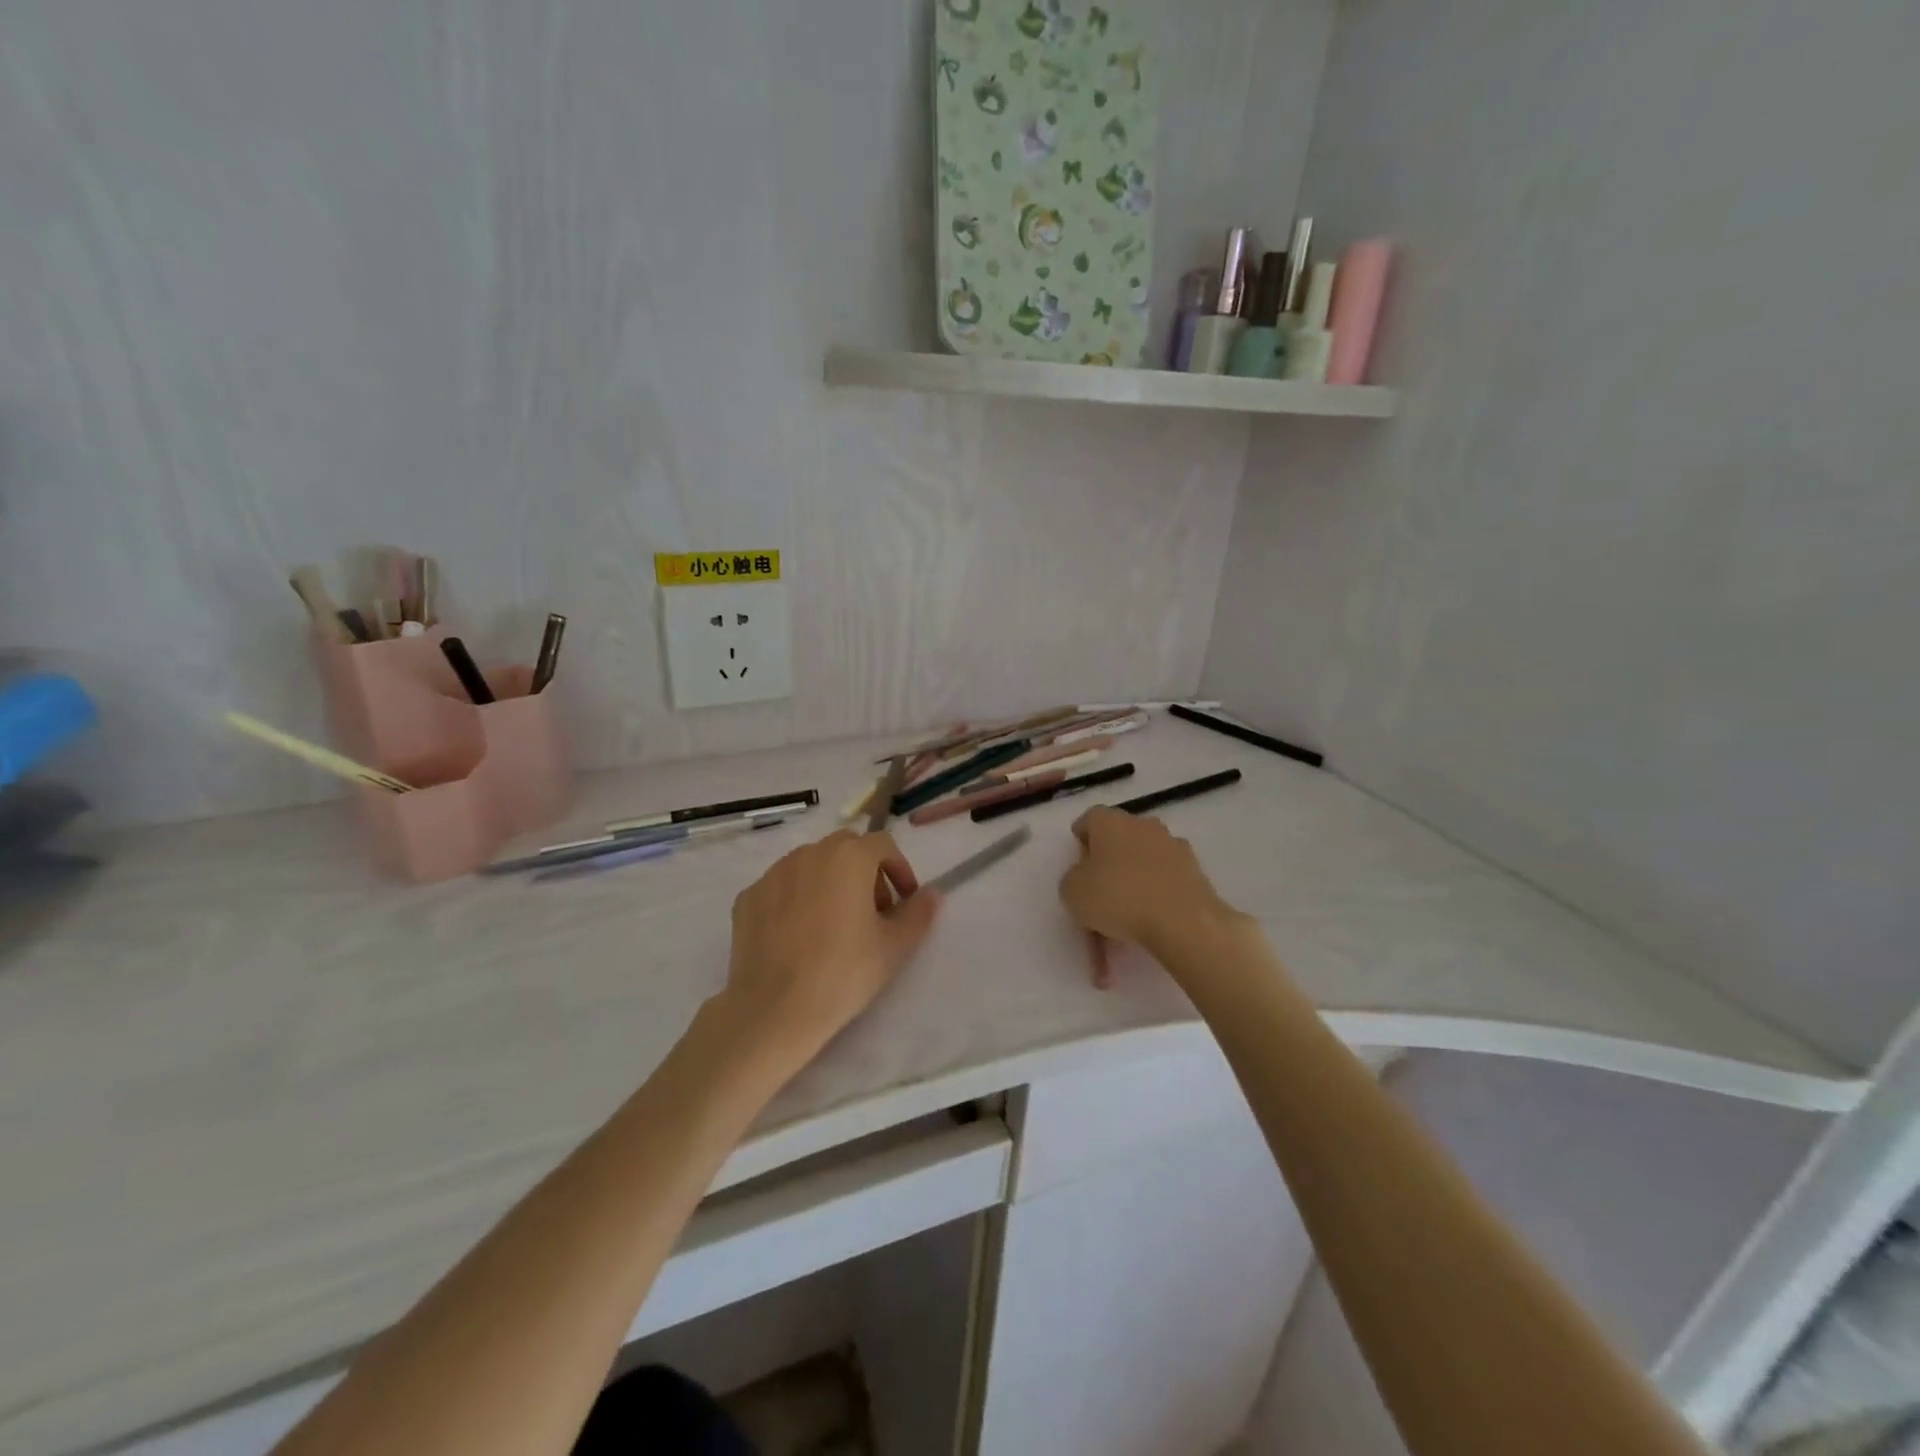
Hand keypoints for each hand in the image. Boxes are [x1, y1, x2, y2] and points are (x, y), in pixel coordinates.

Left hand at [720, 829, 941, 1067]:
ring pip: (811, 864)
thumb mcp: (894, 947)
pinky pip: (781, 886)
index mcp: (848, 857)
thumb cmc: (843, 973)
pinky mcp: (748, 896)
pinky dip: (796, 898)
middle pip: (846, 848)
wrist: (774, 1010)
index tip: (903, 902)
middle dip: (864, 871)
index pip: (883, 845)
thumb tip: (932, 894)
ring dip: (829, 881)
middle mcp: (809, 853)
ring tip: (833, 923)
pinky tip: (798, 935)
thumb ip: (918, 913)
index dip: (899, 869)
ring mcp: (773, 873)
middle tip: (872, 911)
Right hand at [1059, 807, 1240, 987]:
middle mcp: (1142, 824)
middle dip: (1109, 858)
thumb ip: (1073, 878)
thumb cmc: (1119, 898)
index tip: (1078, 865)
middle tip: (1100, 888)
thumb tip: (1086, 876)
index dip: (1081, 841)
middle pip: (1119, 836)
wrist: (1182, 921)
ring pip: (1145, 856)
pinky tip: (1151, 918)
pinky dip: (1157, 891)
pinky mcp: (1195, 869)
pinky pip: (1166, 877)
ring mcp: (1172, 845)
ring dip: (1135, 874)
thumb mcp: (1072, 892)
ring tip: (1127, 911)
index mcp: (1110, 822)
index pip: (1089, 819)